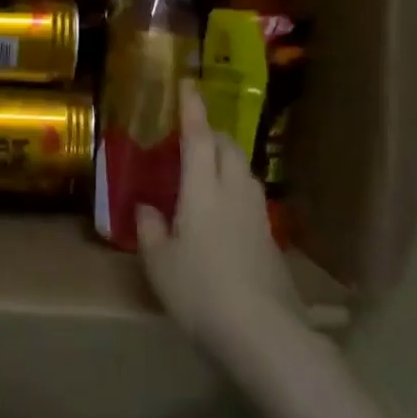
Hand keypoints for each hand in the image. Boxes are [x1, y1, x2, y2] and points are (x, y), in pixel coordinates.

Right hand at [138, 83, 300, 353]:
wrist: (265, 333)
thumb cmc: (202, 291)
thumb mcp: (160, 263)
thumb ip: (151, 229)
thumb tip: (147, 208)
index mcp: (203, 189)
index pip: (199, 136)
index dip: (192, 108)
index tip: (188, 83)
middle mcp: (234, 190)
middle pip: (227, 146)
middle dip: (209, 132)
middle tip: (188, 134)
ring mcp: (257, 213)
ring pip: (241, 168)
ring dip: (223, 157)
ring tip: (203, 168)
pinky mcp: (269, 236)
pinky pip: (248, 193)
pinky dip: (232, 185)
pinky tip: (219, 208)